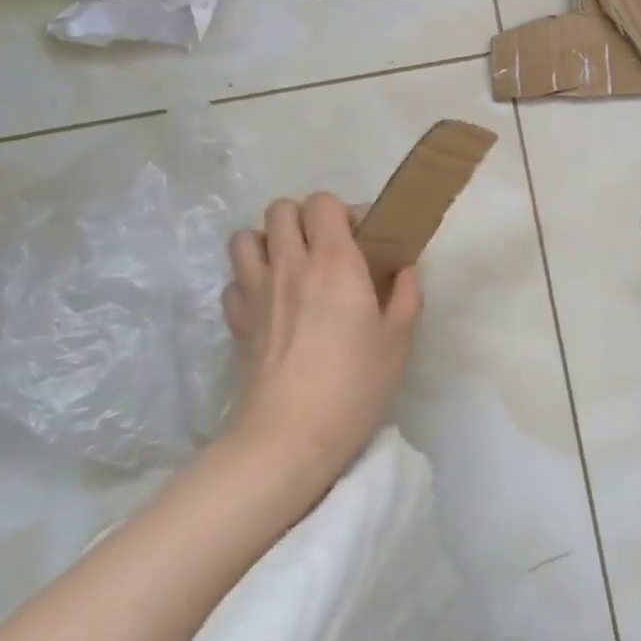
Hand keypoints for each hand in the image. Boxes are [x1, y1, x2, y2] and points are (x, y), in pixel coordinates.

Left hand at [222, 193, 420, 487]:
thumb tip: (404, 270)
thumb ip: (406, 296)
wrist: (289, 437)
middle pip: (280, 209)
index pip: (323, 202)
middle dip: (302, 218)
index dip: (341, 212)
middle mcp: (291, 265)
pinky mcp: (236, 321)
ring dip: (268, 242)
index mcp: (335, 262)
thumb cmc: (354, 385)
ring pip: (246, 237)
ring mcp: (257, 291)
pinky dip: (249, 281)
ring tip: (290, 266)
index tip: (359, 239)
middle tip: (324, 249)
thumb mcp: (398, 340)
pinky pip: (234, 280)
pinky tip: (269, 302)